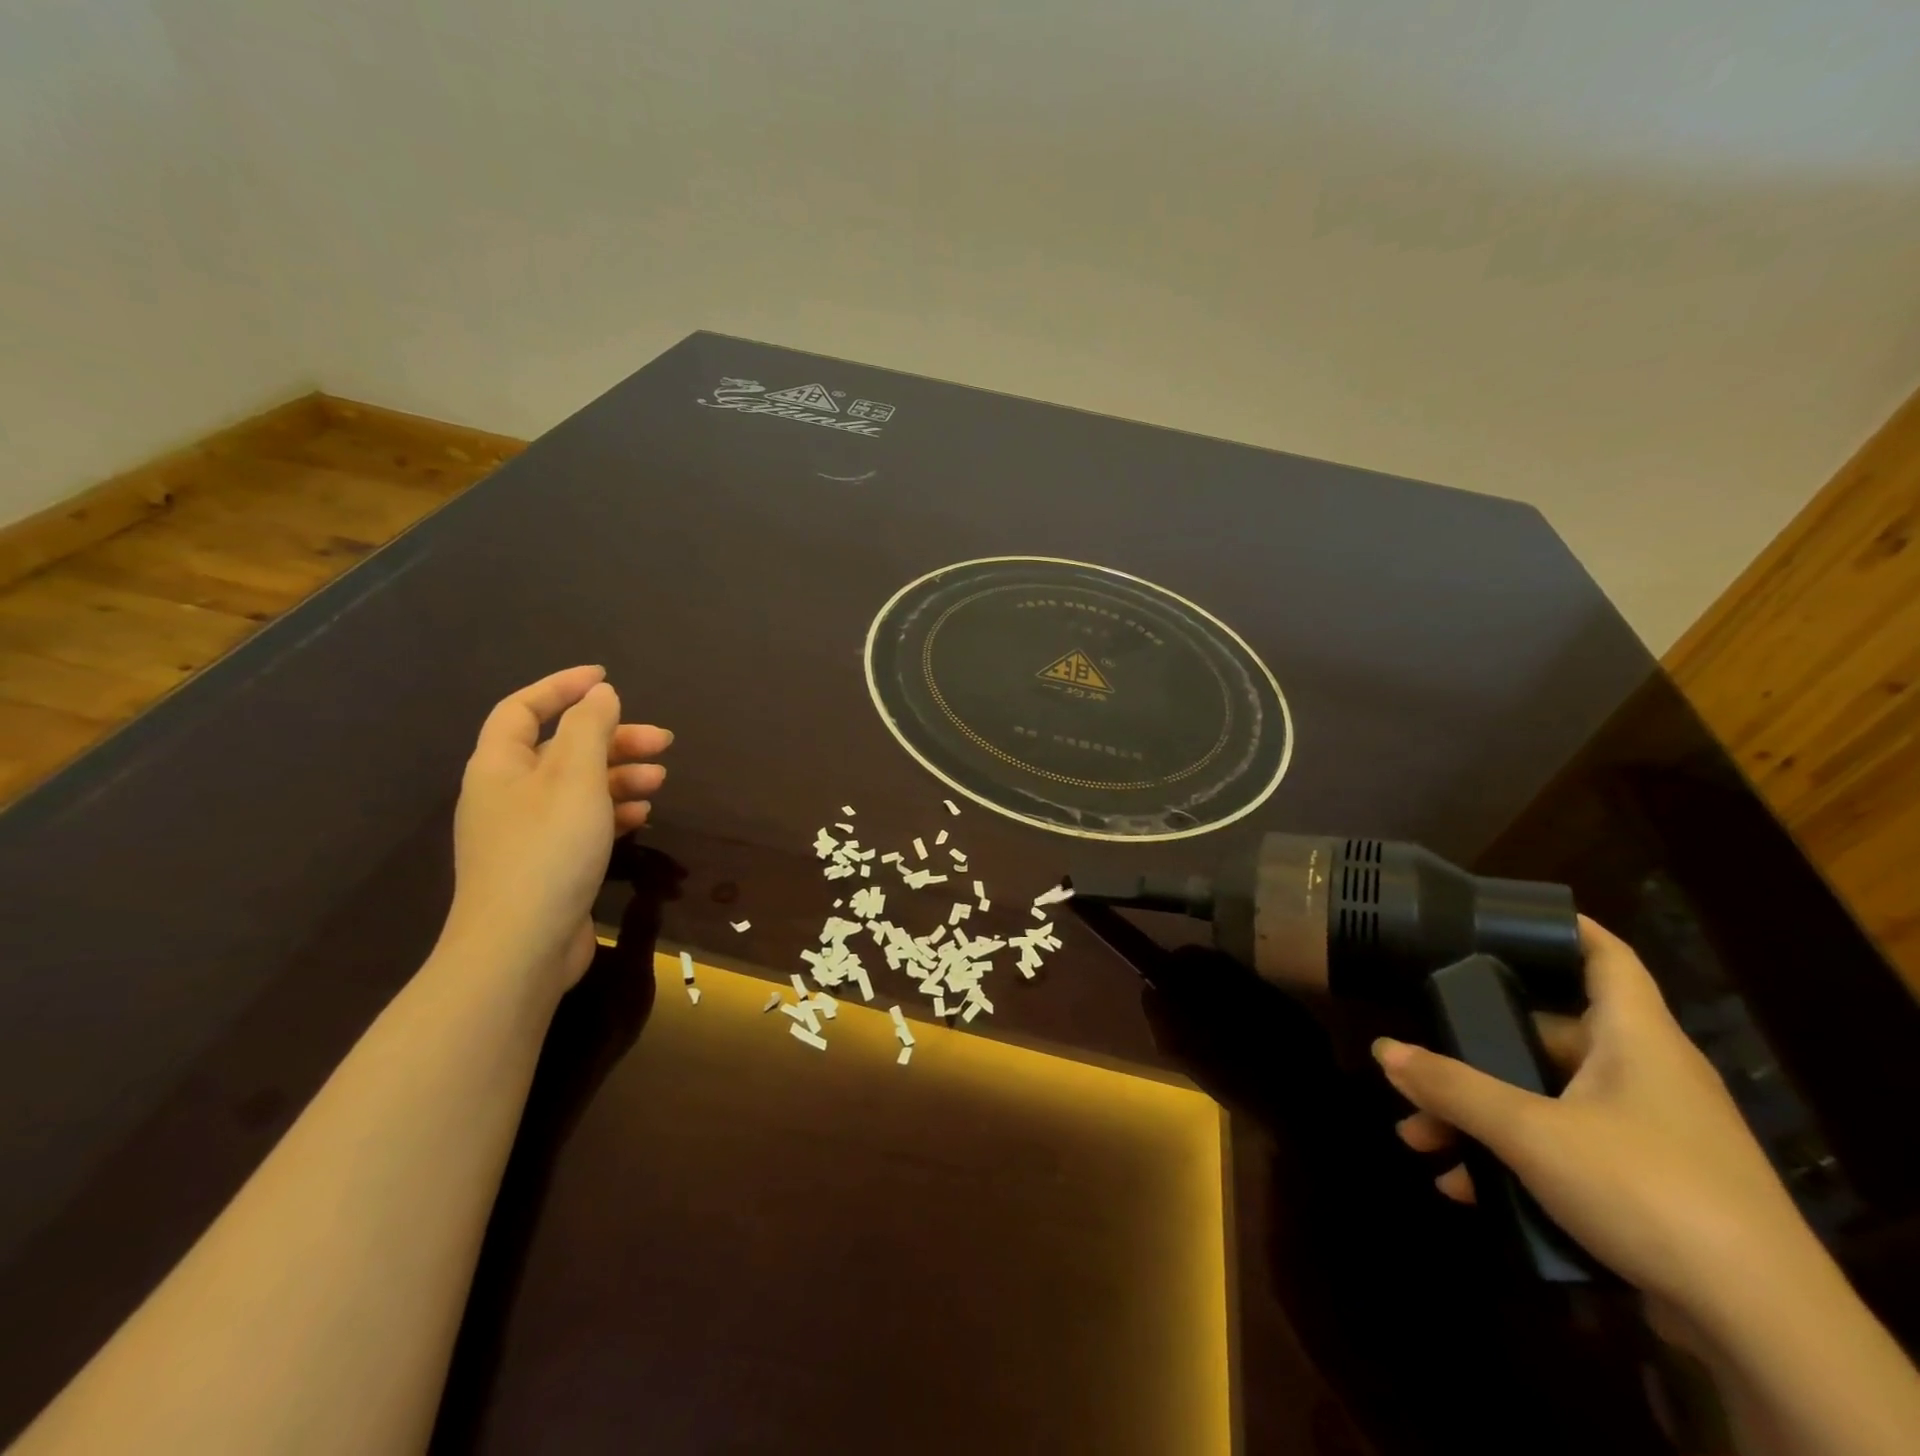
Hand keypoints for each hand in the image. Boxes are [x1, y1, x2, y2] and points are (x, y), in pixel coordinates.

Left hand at [440, 666, 671, 1001]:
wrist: (519, 948)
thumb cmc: (547, 850)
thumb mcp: (576, 778)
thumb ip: (589, 730)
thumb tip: (599, 695)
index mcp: (499, 765)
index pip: (523, 708)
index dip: (562, 688)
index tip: (607, 679)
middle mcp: (507, 793)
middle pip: (560, 748)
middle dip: (612, 738)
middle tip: (661, 741)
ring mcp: (525, 832)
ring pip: (576, 786)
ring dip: (619, 775)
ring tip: (661, 778)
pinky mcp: (546, 863)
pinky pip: (581, 821)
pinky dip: (612, 811)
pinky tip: (642, 814)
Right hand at [1373, 917, 1816, 1318]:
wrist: (1764, 1328)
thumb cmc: (1645, 1188)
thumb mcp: (1529, 1132)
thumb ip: (1451, 1087)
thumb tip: (1384, 1050)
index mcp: (1635, 1039)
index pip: (1606, 957)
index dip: (1562, 927)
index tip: (1502, 916)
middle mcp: (1647, 1075)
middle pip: (1547, 1036)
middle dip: (1474, 1051)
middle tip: (1418, 1060)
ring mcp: (1650, 1134)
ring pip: (1545, 1101)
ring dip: (1480, 1115)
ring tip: (1419, 1136)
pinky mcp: (1650, 1187)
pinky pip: (1564, 1151)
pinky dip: (1513, 1159)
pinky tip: (1464, 1186)